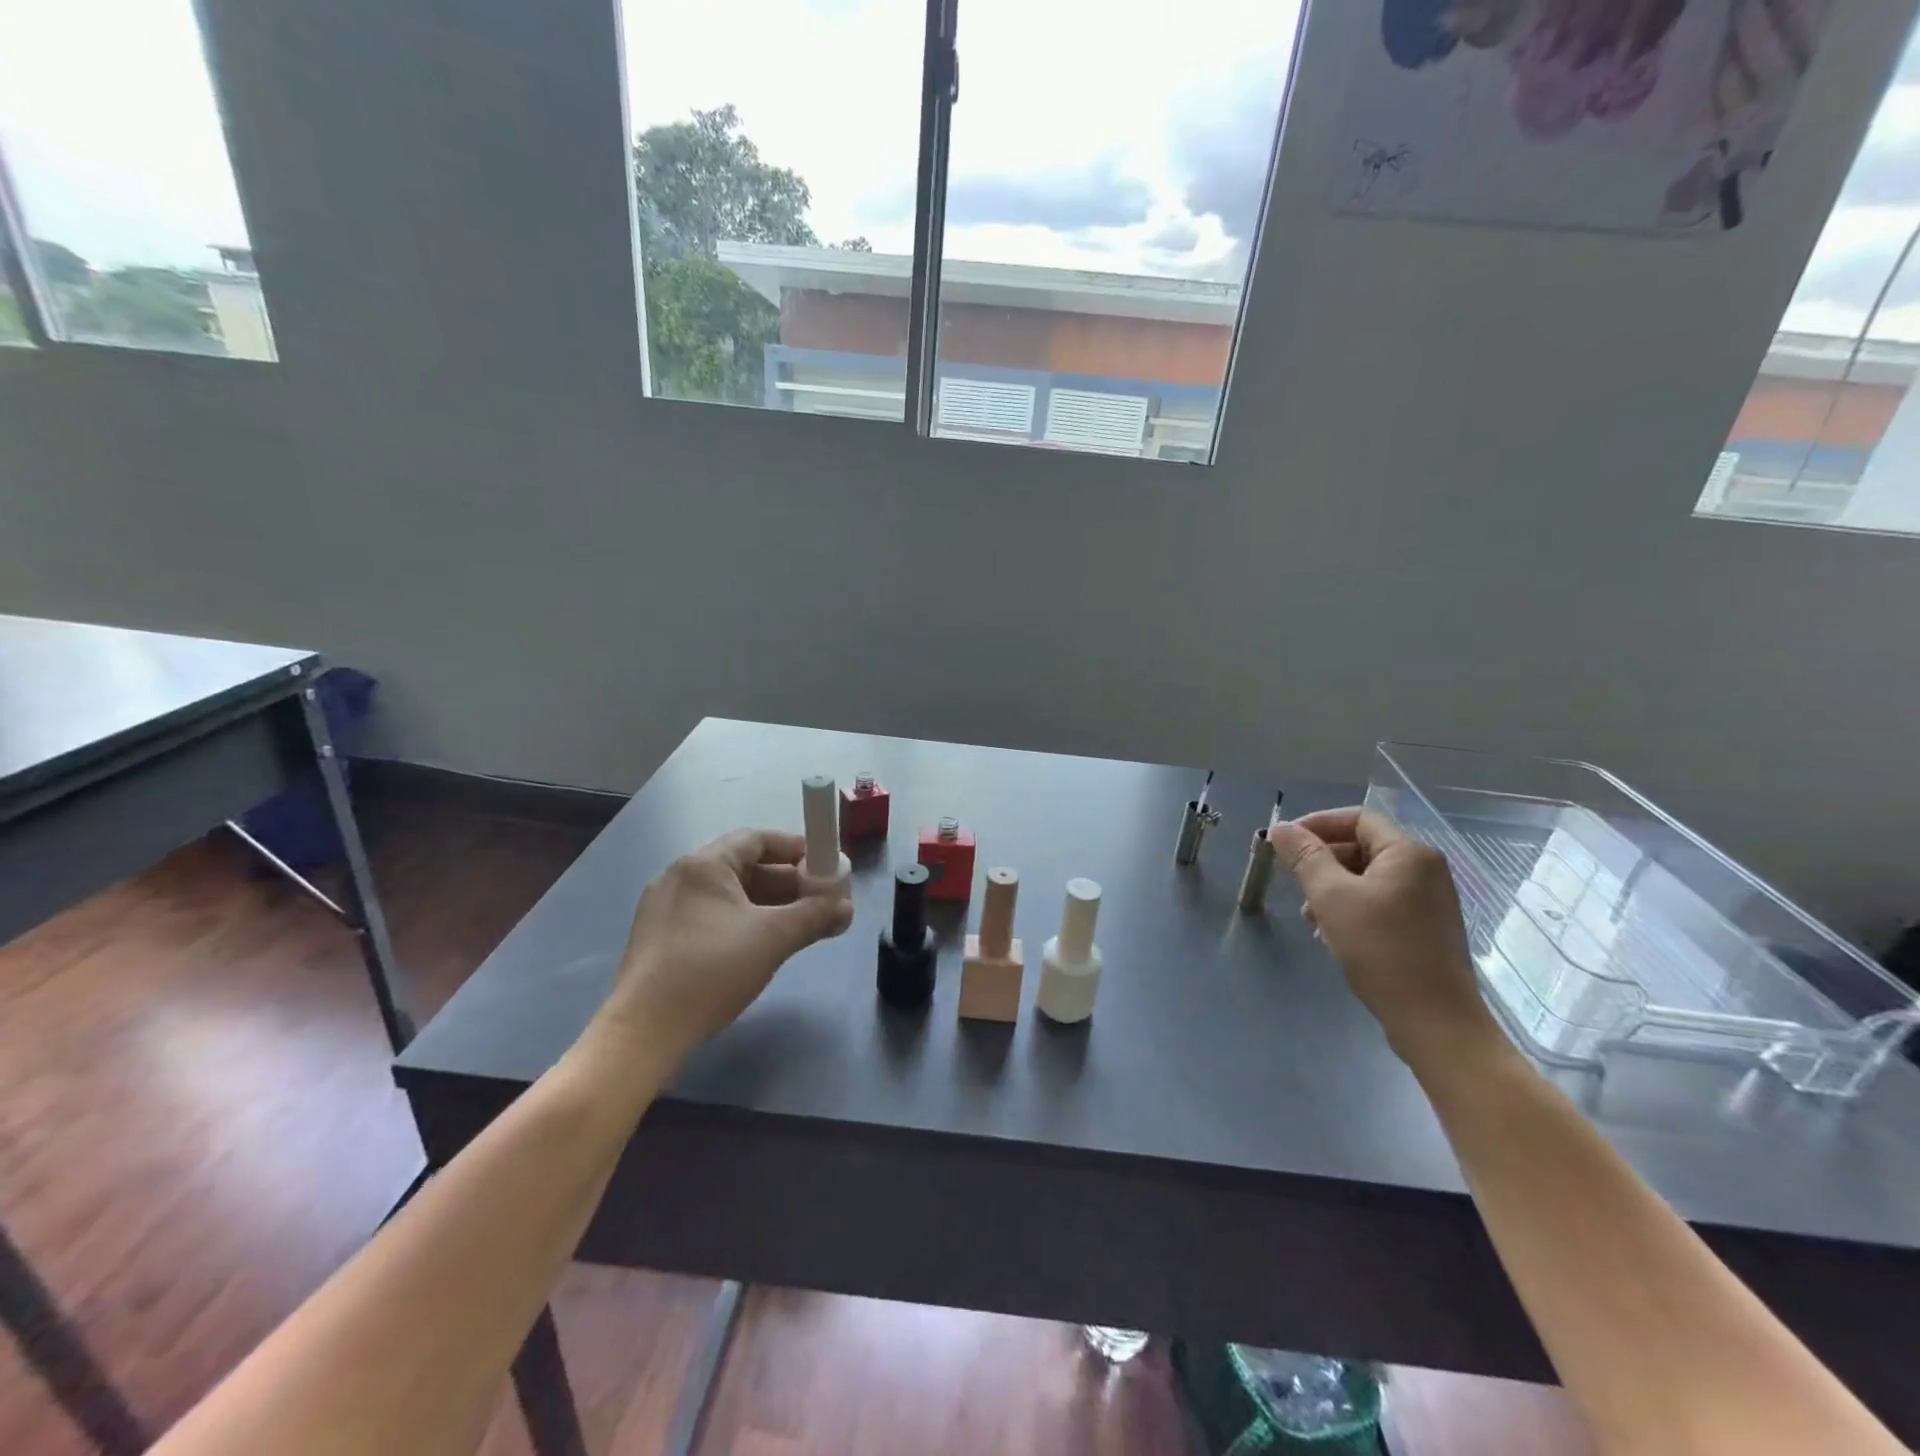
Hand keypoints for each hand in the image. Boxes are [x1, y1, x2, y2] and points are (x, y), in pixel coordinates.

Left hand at [598, 829, 853, 1064]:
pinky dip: (743, 921)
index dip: (797, 849)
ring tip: (800, 925)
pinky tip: (763, 945)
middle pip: (745, 866)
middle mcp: (680, 876)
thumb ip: (815, 916)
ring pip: (729, 894)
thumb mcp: (773, 939)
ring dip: (768, 904)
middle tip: (820, 901)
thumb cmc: (711, 971)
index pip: (758, 839)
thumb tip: (847, 907)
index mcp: (704, 865)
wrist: (644, 1032)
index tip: (826, 867)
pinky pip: (712, 916)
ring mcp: (666, 908)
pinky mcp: (661, 938)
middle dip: (788, 882)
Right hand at [1268, 808, 1502, 1070]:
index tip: (1283, 845)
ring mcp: (1429, 900)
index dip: (1316, 824)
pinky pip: (1381, 901)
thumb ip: (1305, 857)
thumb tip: (1281, 829)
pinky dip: (1351, 908)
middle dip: (1321, 861)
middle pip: (1362, 847)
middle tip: (1292, 883)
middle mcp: (1425, 869)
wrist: (1435, 1022)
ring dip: (1332, 888)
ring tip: (1310, 918)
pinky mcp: (1426, 928)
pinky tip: (1332, 935)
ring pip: (1368, 877)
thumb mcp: (1332, 898)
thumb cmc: (1381, 951)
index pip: (1356, 818)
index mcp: (1409, 853)